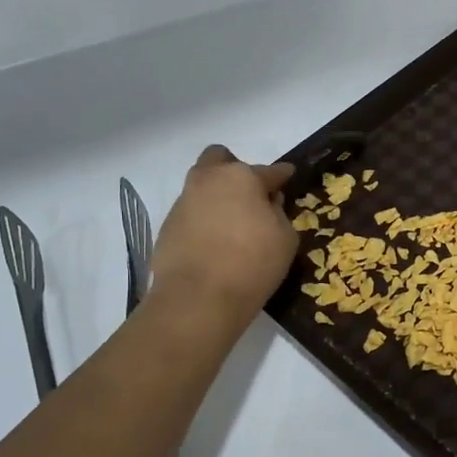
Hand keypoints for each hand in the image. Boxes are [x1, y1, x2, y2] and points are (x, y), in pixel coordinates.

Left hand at [148, 145, 297, 328]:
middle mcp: (209, 180)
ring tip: (231, 223)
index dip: (282, 174)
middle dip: (235, 170)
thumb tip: (268, 203)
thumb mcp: (285, 239)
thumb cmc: (253, 264)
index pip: (270, 171)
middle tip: (249, 195)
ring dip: (217, 195)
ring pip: (202, 185)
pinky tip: (214, 242)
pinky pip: (191, 212)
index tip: (288, 175)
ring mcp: (184, 201)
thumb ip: (279, 213)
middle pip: (220, 159)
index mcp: (242, 177)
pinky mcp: (167, 225)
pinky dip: (203, 219)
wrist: (198, 297)